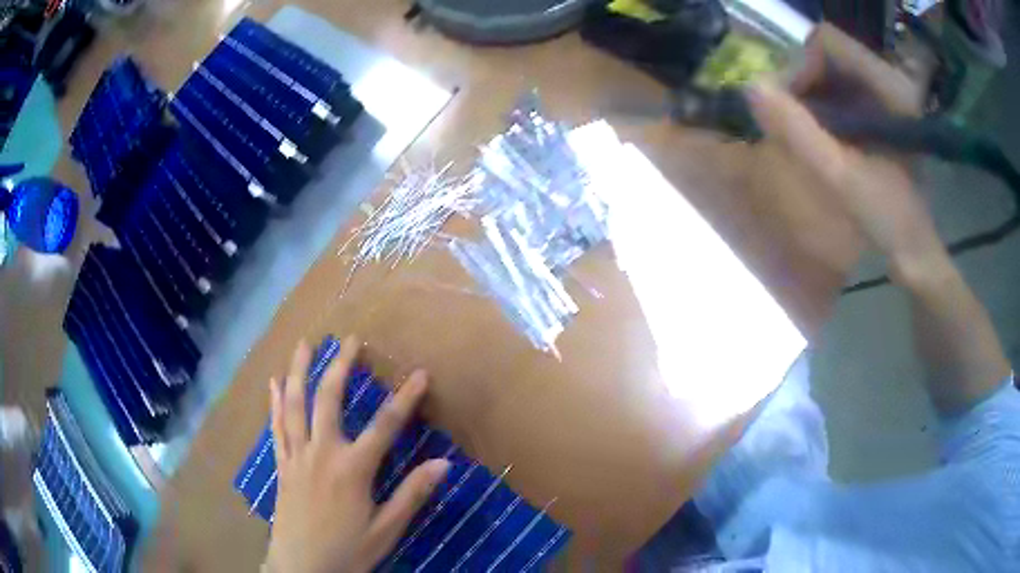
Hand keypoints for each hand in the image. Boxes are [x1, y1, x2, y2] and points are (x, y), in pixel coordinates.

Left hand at [264, 338, 450, 572]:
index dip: (405, 399)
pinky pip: (277, 426)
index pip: (385, 426)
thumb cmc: (348, 551)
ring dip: (300, 371)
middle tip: (349, 340)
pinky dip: (275, 402)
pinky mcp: (282, 465)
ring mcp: (296, 456)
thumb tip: (444, 464)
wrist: (302, 568)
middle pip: (328, 400)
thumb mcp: (386, 529)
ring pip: (295, 405)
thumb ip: (411, 494)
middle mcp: (321, 453)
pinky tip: (274, 383)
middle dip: (340, 367)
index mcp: (352, 469)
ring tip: (304, 344)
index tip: (420, 374)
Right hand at [749, 24, 943, 282]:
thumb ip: (798, 131)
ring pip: (830, 72)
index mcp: (889, 87)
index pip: (828, 43)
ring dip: (808, 95)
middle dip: (802, 82)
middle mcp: (887, 80)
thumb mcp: (841, 177)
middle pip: (827, 55)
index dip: (801, 65)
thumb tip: (751, 89)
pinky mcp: (878, 111)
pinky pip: (838, 91)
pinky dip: (819, 106)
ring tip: (803, 130)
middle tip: (791, 120)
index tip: (790, 105)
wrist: (913, 251)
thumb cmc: (887, 219)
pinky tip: (818, 134)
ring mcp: (883, 95)